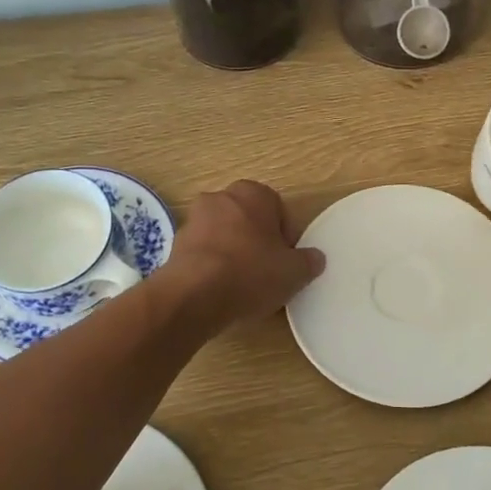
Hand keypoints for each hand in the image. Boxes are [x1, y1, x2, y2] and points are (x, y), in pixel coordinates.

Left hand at [164, 180, 324, 327]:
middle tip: (268, 272)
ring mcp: (193, 219)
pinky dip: (213, 266)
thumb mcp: (294, 272)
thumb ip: (309, 261)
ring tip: (243, 286)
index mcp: (253, 193)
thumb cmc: (250, 273)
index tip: (287, 262)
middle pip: (248, 220)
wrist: (193, 295)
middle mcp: (220, 197)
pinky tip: (220, 290)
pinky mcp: (175, 244)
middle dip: (258, 242)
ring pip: (224, 235)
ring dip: (234, 253)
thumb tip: (315, 258)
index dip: (286, 238)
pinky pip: (204, 253)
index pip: (278, 210)